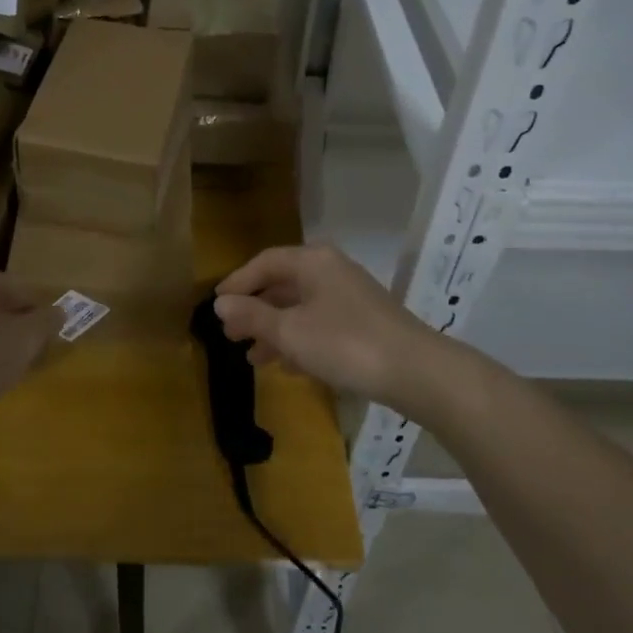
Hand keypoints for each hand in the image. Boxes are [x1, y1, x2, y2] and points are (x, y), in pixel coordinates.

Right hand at [215, 244, 441, 407]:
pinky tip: (288, 367)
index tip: (216, 305)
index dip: (237, 283)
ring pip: (301, 308)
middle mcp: (330, 270)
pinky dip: (300, 341)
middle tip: (230, 335)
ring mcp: (349, 296)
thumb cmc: (344, 343)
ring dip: (275, 330)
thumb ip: (252, 316)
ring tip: (253, 358)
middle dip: (254, 311)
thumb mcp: (290, 331)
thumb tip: (220, 304)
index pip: (264, 262)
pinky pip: (320, 324)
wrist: (416, 371)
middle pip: (282, 284)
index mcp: (312, 261)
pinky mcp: (364, 322)